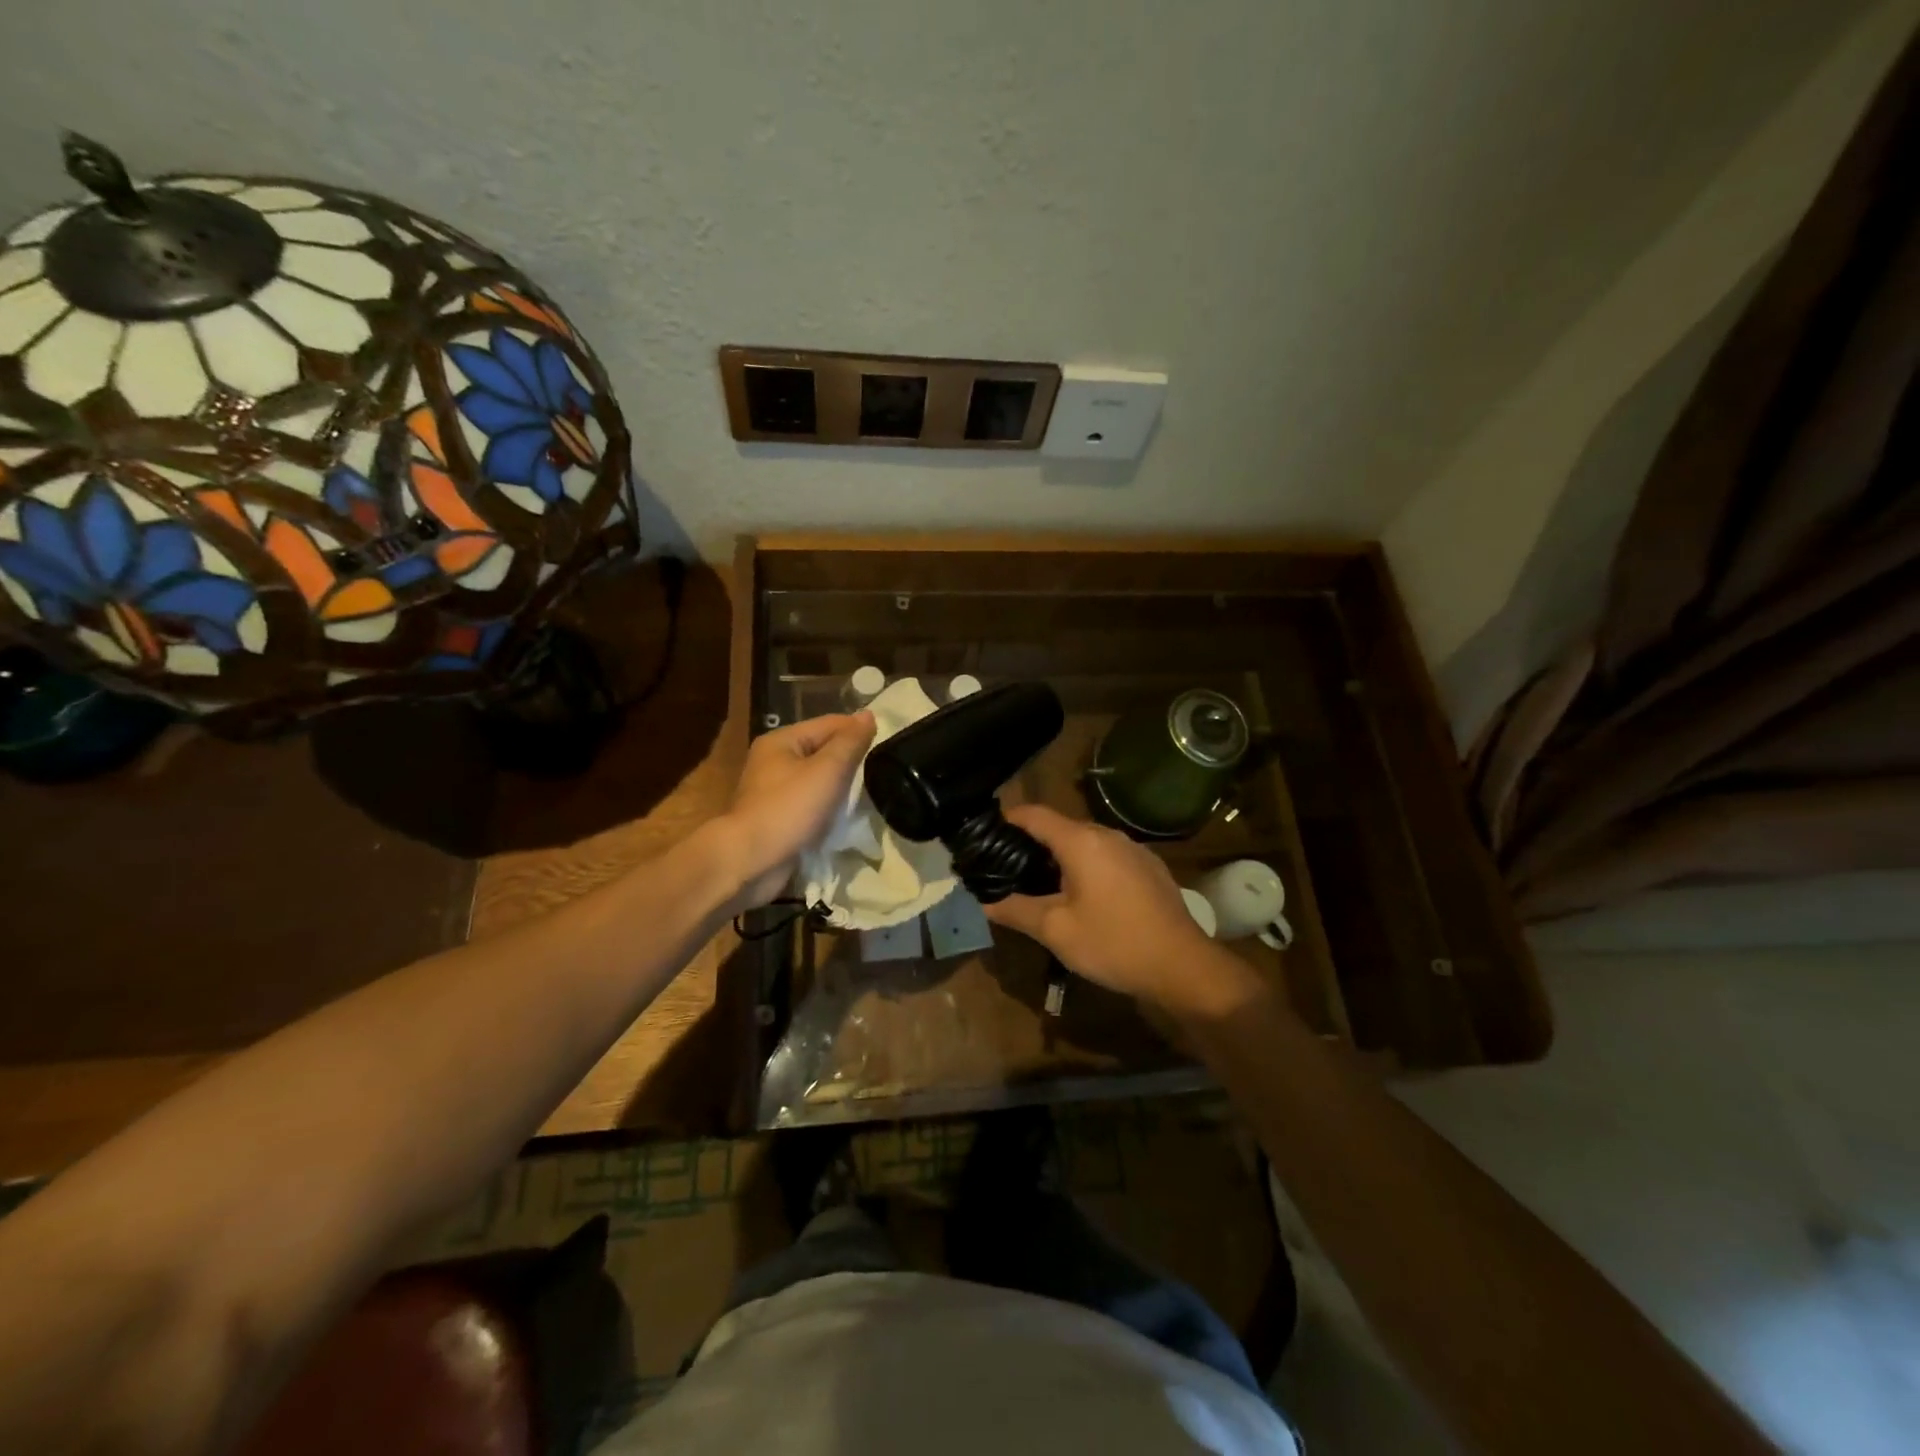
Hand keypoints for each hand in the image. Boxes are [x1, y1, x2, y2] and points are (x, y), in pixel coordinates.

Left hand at [718, 711, 874, 911]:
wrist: (751, 861)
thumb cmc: (790, 808)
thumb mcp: (827, 770)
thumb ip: (850, 742)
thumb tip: (868, 715)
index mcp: (781, 740)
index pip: (829, 723)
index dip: (858, 730)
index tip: (888, 743)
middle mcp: (774, 760)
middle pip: (823, 750)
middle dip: (851, 759)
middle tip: (884, 769)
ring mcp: (774, 791)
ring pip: (818, 779)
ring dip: (841, 785)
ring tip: (871, 791)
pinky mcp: (779, 818)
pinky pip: (812, 803)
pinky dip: (829, 806)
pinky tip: (849, 814)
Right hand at [983, 804, 1262, 1017]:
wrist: (1183, 966)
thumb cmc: (1114, 943)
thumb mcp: (1056, 931)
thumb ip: (1015, 910)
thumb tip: (983, 901)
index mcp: (1081, 841)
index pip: (1034, 814)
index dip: (1007, 820)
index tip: (985, 837)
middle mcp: (1108, 835)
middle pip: (1060, 827)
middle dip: (1032, 843)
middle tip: (1008, 869)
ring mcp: (1133, 849)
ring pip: (1086, 843)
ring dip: (1061, 857)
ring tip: (1042, 885)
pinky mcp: (1149, 867)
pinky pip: (1108, 856)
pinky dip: (1087, 867)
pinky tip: (1085, 897)